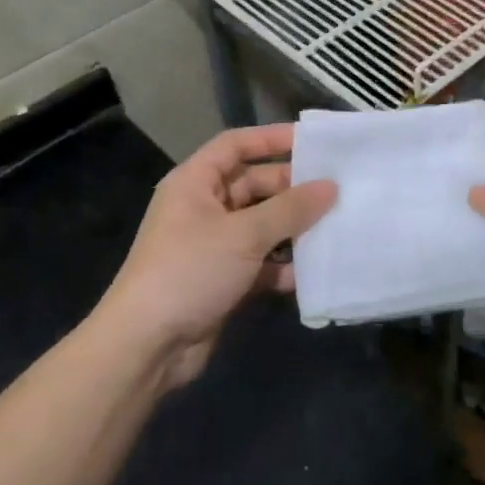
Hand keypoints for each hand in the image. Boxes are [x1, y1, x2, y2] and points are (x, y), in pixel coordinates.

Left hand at [101, 124, 336, 385]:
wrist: (147, 346)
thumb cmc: (190, 271)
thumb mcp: (243, 234)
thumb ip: (290, 209)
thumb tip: (331, 187)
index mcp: (195, 183)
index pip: (235, 145)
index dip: (271, 138)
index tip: (312, 141)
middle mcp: (203, 208)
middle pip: (254, 185)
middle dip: (292, 188)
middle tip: (337, 189)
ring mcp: (213, 246)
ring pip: (262, 226)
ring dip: (294, 229)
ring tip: (337, 225)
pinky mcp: (223, 280)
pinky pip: (261, 263)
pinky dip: (284, 266)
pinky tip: (316, 271)